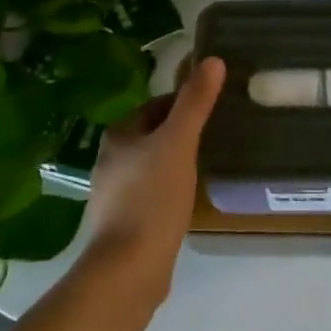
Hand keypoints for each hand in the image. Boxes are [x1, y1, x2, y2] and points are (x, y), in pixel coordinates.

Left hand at [82, 57, 226, 303]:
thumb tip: (212, 59)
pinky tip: (190, 198)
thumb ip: (195, 102)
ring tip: (208, 163)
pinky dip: (171, 188)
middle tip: (218, 134)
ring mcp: (116, 192)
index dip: (186, 102)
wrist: (128, 270)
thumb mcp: (179, 143)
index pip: (158, 105)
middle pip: (155, 133)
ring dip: (177, 160)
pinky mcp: (125, 221)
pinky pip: (153, 192)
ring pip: (154, 163)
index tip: (215, 108)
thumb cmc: (152, 199)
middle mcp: (111, 158)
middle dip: (183, 131)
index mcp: (119, 134)